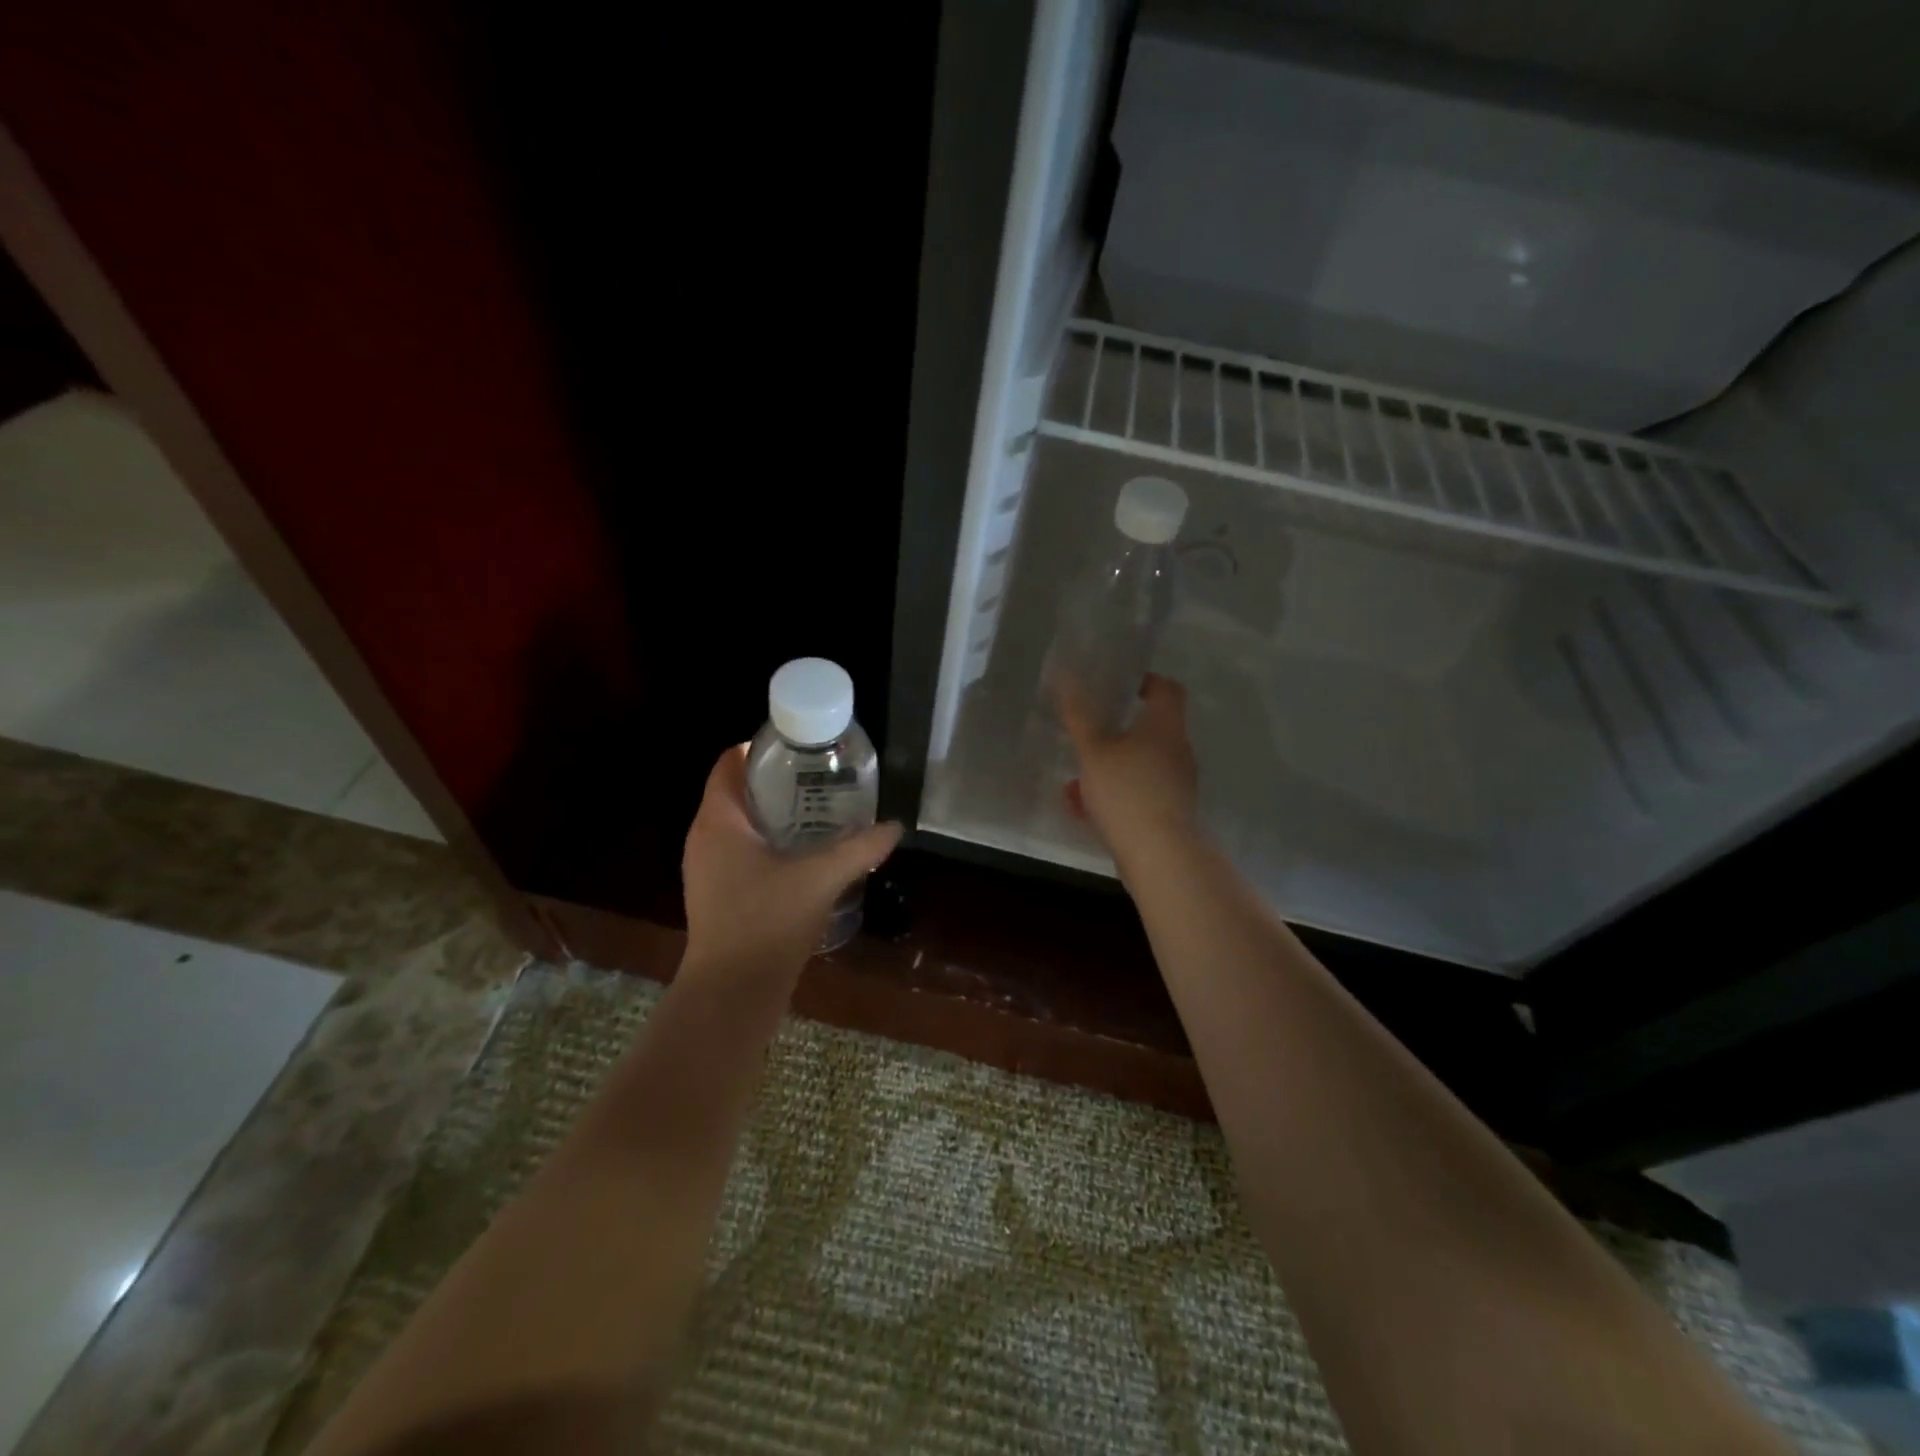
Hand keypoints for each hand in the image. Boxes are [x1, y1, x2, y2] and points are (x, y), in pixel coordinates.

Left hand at [681, 745, 901, 973]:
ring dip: (776, 814)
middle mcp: (705, 837)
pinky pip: (742, 851)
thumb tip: (894, 827)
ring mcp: (708, 868)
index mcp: (719, 821)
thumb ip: (860, 849)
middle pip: (738, 790)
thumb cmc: (767, 922)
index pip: (730, 762)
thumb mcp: (821, 878)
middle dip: (778, 781)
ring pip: (741, 823)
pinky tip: (805, 854)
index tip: (802, 748)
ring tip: (820, 811)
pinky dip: (770, 842)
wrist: (732, 994)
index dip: (763, 748)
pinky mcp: (718, 894)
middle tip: (821, 777)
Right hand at [1058, 672, 1200, 866]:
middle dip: (1116, 732)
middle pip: (1150, 730)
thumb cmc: (1126, 792)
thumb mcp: (1093, 751)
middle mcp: (1177, 751)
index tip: (1121, 686)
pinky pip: (1138, 793)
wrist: (1159, 855)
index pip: (1167, 689)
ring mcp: (1176, 785)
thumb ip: (1078, 715)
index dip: (1146, 682)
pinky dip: (1114, 794)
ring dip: (1110, 767)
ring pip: (1139, 765)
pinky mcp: (1169, 813)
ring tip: (1075, 780)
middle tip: (1087, 734)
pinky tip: (1082, 808)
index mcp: (1165, 727)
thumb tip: (1065, 675)